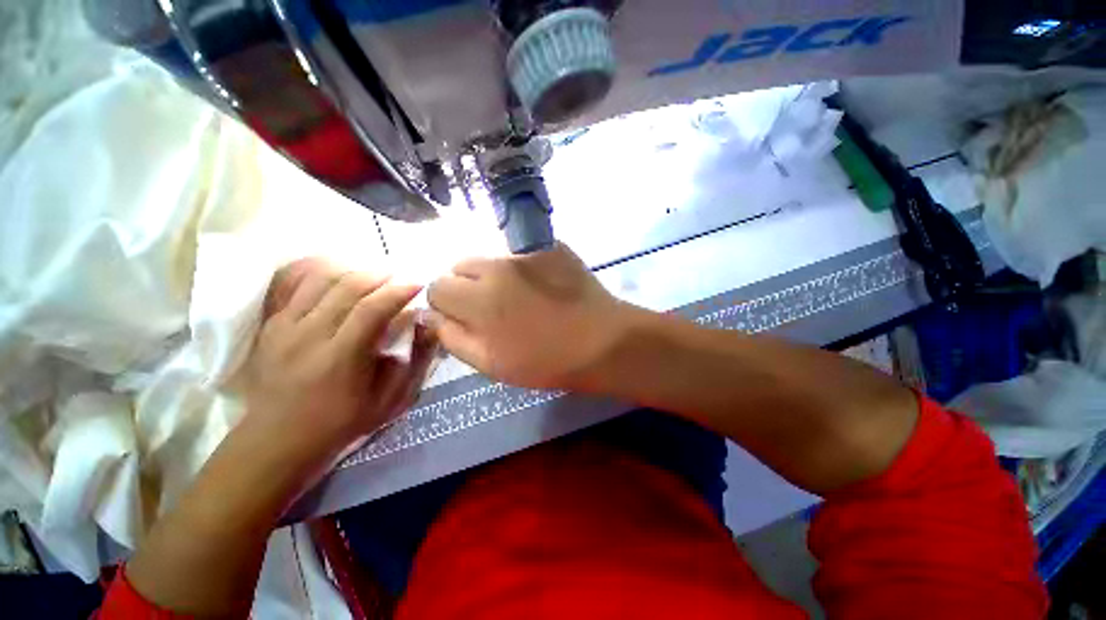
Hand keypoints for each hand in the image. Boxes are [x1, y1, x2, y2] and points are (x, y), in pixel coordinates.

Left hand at [243, 258, 430, 464]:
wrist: (278, 439)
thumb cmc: (344, 421)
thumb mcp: (391, 399)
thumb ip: (414, 360)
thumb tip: (426, 324)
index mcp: (340, 358)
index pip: (371, 310)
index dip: (398, 292)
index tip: (418, 284)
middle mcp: (309, 336)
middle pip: (346, 288)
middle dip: (379, 276)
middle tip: (399, 278)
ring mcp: (285, 328)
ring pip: (321, 280)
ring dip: (353, 272)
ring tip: (374, 277)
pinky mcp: (272, 325)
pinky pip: (298, 287)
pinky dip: (324, 276)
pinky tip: (342, 279)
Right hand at [427, 244, 630, 390]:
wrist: (602, 341)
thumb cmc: (546, 361)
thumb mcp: (491, 363)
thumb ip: (453, 338)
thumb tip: (430, 316)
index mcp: (477, 298)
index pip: (437, 286)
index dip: (446, 304)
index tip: (464, 318)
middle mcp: (496, 265)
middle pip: (460, 266)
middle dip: (466, 286)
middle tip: (492, 308)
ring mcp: (526, 251)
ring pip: (490, 258)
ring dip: (493, 275)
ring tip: (519, 297)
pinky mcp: (550, 246)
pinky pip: (520, 252)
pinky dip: (521, 267)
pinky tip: (541, 285)